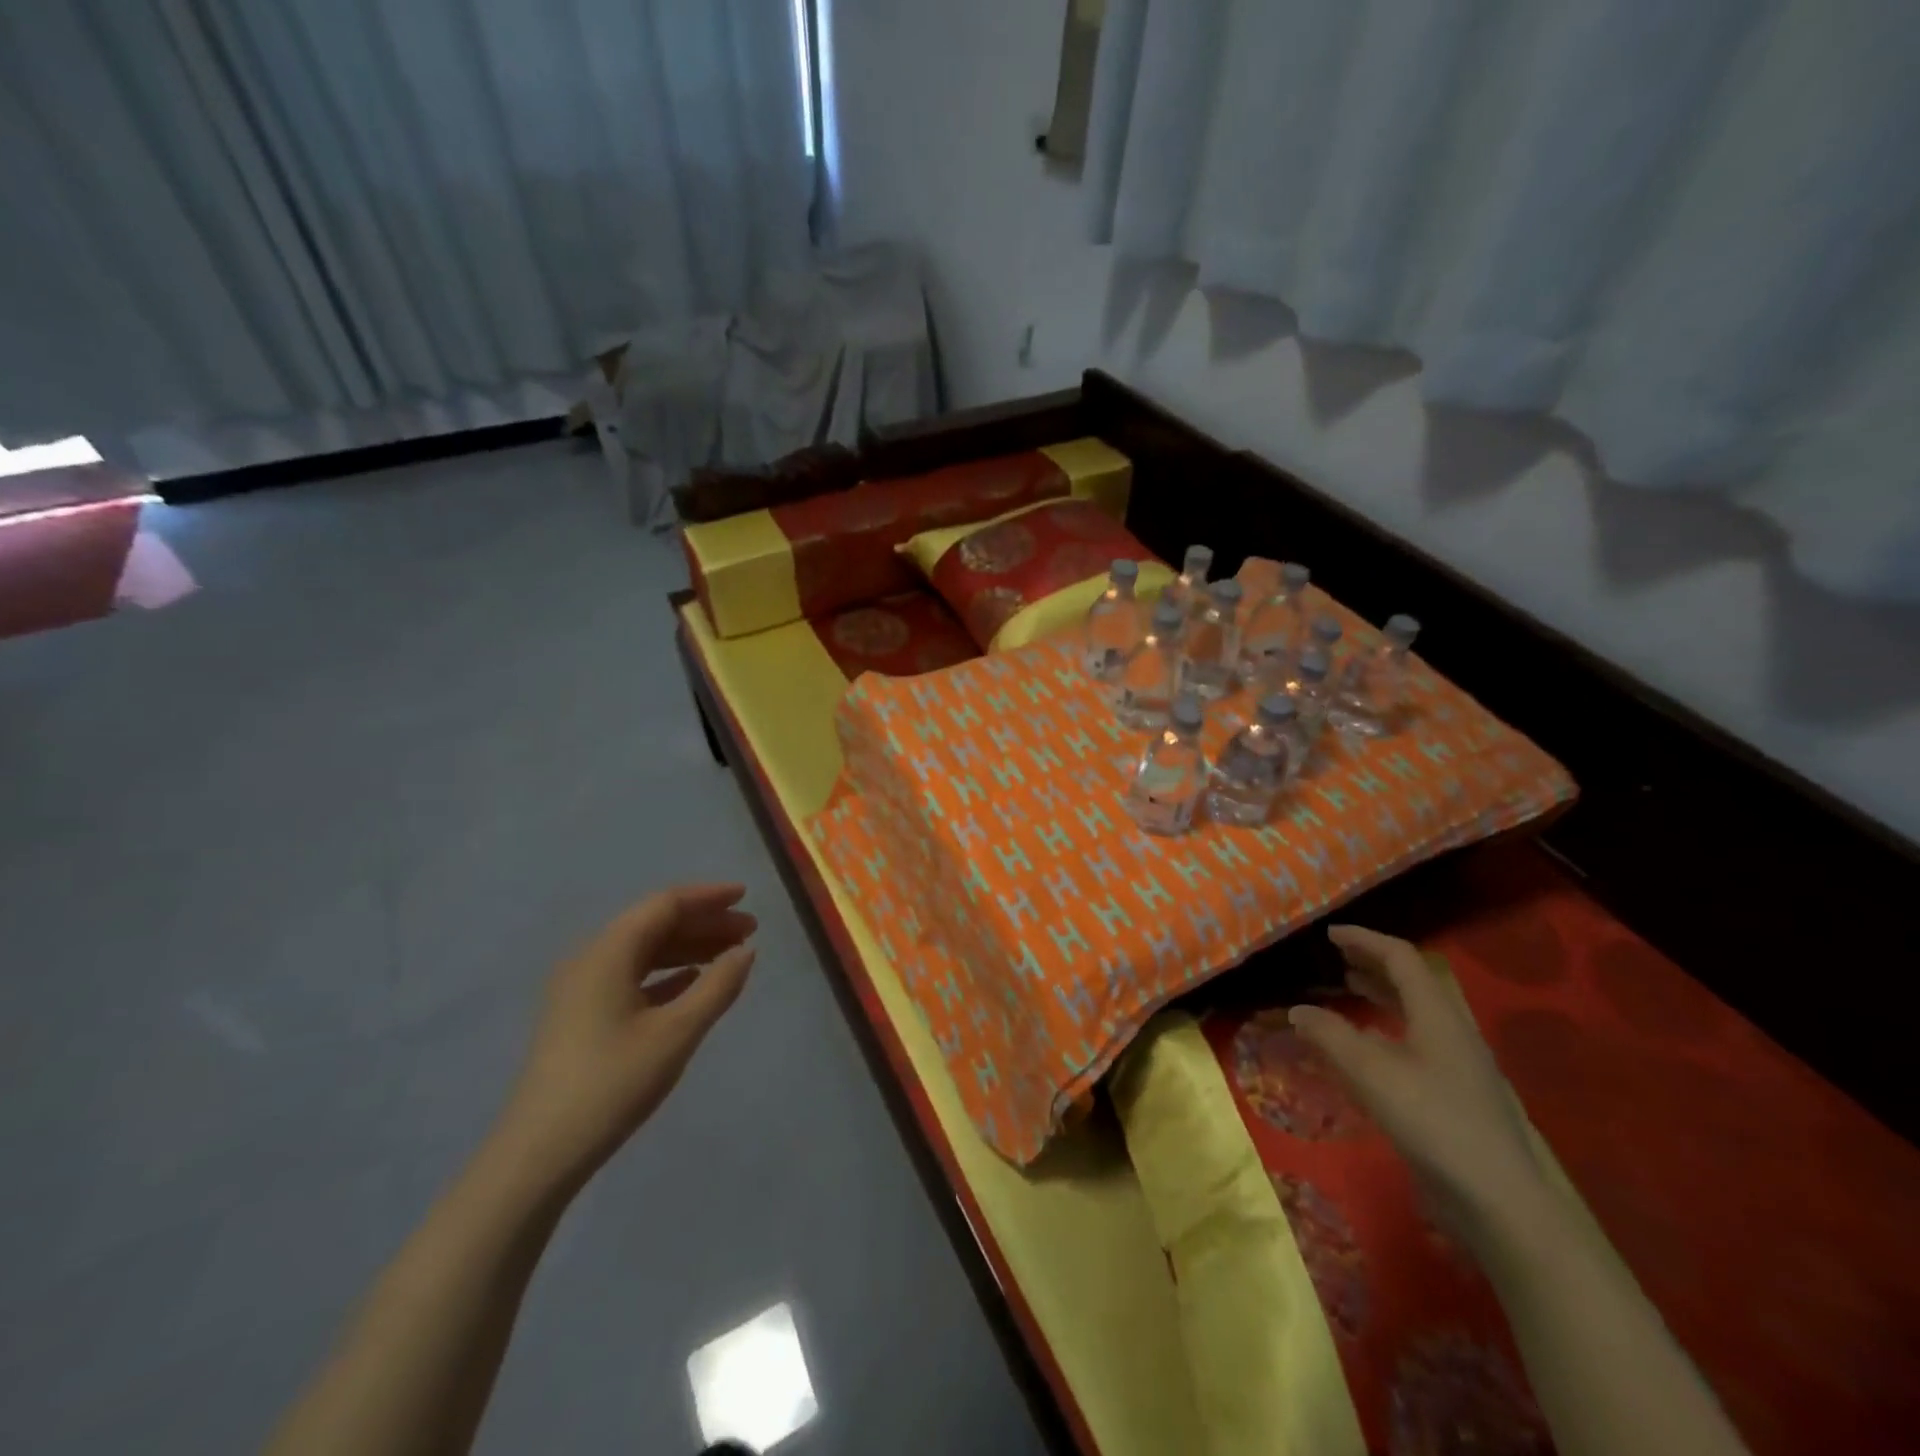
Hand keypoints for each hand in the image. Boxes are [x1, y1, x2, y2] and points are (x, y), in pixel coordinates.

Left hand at [491, 884, 756, 1191]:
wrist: (539, 1155)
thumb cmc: (613, 1083)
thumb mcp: (677, 1033)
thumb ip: (718, 986)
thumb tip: (746, 951)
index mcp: (608, 952)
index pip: (665, 905)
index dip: (708, 898)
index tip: (746, 897)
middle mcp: (591, 959)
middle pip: (654, 924)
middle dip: (704, 923)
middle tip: (749, 931)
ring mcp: (581, 990)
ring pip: (643, 952)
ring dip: (688, 948)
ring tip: (729, 956)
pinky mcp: (580, 1018)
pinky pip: (631, 978)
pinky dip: (666, 973)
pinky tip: (692, 983)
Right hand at [1289, 925, 1544, 1238]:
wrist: (1503, 1203)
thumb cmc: (1435, 1124)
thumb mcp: (1371, 1074)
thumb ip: (1330, 1036)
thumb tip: (1298, 1010)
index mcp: (1438, 1014)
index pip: (1401, 958)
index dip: (1364, 940)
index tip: (1329, 935)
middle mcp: (1454, 1031)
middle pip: (1414, 982)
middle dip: (1374, 964)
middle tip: (1337, 960)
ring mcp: (1461, 1064)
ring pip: (1418, 1012)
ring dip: (1382, 995)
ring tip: (1349, 992)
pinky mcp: (1459, 1095)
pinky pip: (1418, 1041)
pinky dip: (1388, 1029)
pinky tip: (1369, 1050)